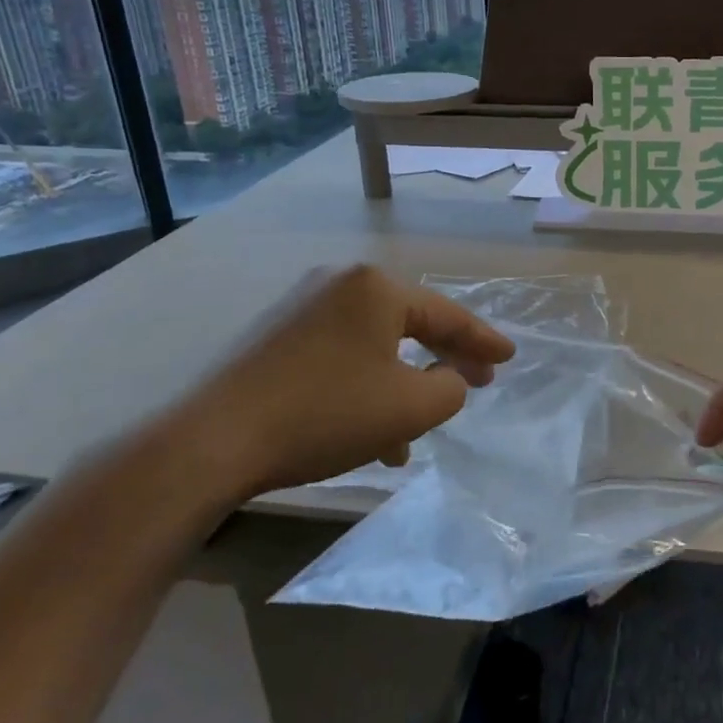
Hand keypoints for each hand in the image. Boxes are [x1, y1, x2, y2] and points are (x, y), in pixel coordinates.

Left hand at [158, 265, 514, 506]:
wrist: (212, 439)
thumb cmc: (325, 414)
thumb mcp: (409, 408)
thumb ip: (450, 389)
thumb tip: (450, 378)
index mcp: (376, 287)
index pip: (447, 315)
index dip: (483, 341)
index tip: (509, 358)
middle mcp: (339, 283)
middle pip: (410, 323)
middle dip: (444, 359)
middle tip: (477, 382)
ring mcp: (301, 306)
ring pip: (373, 345)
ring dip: (400, 384)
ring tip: (416, 432)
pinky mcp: (273, 334)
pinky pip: (339, 354)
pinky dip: (363, 385)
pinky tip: (367, 431)